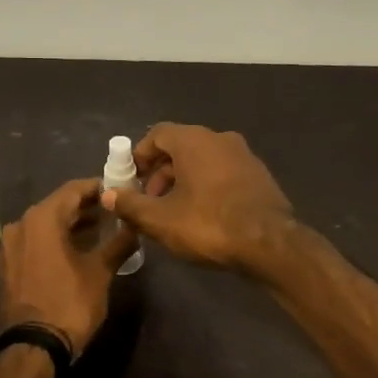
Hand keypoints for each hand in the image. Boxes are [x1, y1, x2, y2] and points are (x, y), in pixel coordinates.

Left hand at [0, 178, 138, 354]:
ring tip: (100, 230)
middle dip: (85, 207)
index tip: (119, 190)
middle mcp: (20, 225)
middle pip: (57, 206)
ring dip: (70, 225)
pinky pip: (34, 243)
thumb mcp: (100, 271)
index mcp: (41, 218)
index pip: (73, 190)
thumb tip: (135, 227)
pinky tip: (75, 250)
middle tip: (113, 211)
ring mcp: (10, 246)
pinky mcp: (8, 266)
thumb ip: (119, 243)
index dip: (98, 188)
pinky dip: (54, 241)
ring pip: (45, 225)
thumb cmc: (70, 302)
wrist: (35, 346)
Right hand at [99, 123, 294, 273]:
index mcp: (194, 141)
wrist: (270, 243)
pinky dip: (207, 185)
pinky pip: (223, 172)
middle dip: (160, 172)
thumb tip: (108, 195)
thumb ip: (130, 205)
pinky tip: (203, 214)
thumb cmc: (208, 224)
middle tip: (149, 200)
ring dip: (183, 180)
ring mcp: (244, 155)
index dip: (140, 155)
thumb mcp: (160, 220)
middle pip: (181, 147)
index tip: (131, 179)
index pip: (158, 134)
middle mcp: (220, 139)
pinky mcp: (259, 175)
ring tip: (174, 211)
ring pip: (203, 160)